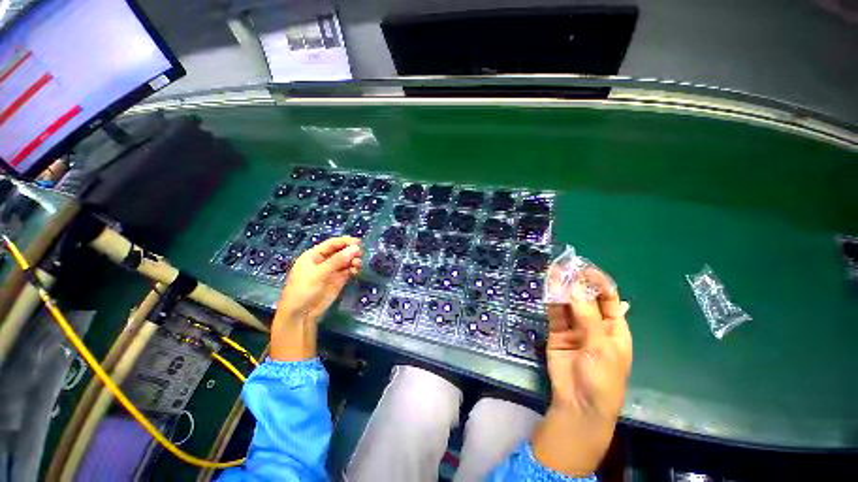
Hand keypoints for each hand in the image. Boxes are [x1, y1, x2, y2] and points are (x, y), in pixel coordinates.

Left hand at [270, 237, 361, 360]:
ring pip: (346, 261)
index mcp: (314, 255)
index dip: (345, 242)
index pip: (332, 243)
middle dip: (351, 251)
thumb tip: (355, 248)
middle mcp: (324, 261)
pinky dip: (354, 269)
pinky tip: (356, 270)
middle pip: (341, 251)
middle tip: (361, 254)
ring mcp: (332, 271)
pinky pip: (348, 270)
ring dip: (354, 260)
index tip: (359, 242)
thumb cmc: (303, 290)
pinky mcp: (338, 280)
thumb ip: (337, 260)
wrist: (301, 314)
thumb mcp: (319, 273)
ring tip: (358, 264)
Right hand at [532, 266, 631, 476]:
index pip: (609, 299)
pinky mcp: (557, 331)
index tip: (586, 269)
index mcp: (614, 327)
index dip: (599, 283)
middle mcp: (594, 324)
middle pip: (586, 297)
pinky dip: (551, 300)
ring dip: (562, 288)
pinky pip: (555, 312)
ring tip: (554, 271)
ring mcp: (574, 327)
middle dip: (578, 282)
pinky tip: (548, 288)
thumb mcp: (601, 346)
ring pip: (568, 303)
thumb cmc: (602, 378)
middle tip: (566, 266)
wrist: (579, 403)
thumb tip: (574, 287)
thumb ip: (587, 316)